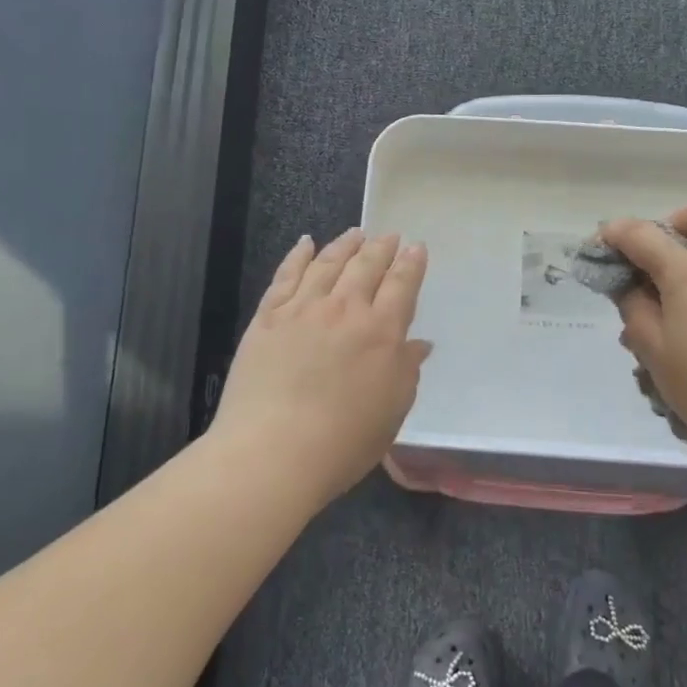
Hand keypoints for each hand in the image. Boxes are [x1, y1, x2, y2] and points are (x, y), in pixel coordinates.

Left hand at [208, 229, 432, 502]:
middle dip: (381, 247)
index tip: (416, 247)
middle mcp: (345, 309)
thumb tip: (418, 344)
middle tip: (389, 236)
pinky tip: (306, 244)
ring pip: (328, 263)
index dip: (411, 264)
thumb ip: (407, 371)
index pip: (402, 285)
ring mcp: (302, 309)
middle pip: (366, 265)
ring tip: (355, 233)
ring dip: (345, 245)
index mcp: (382, 331)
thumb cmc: (344, 441)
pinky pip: (286, 276)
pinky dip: (298, 255)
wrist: (273, 452)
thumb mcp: (392, 410)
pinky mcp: (268, 318)